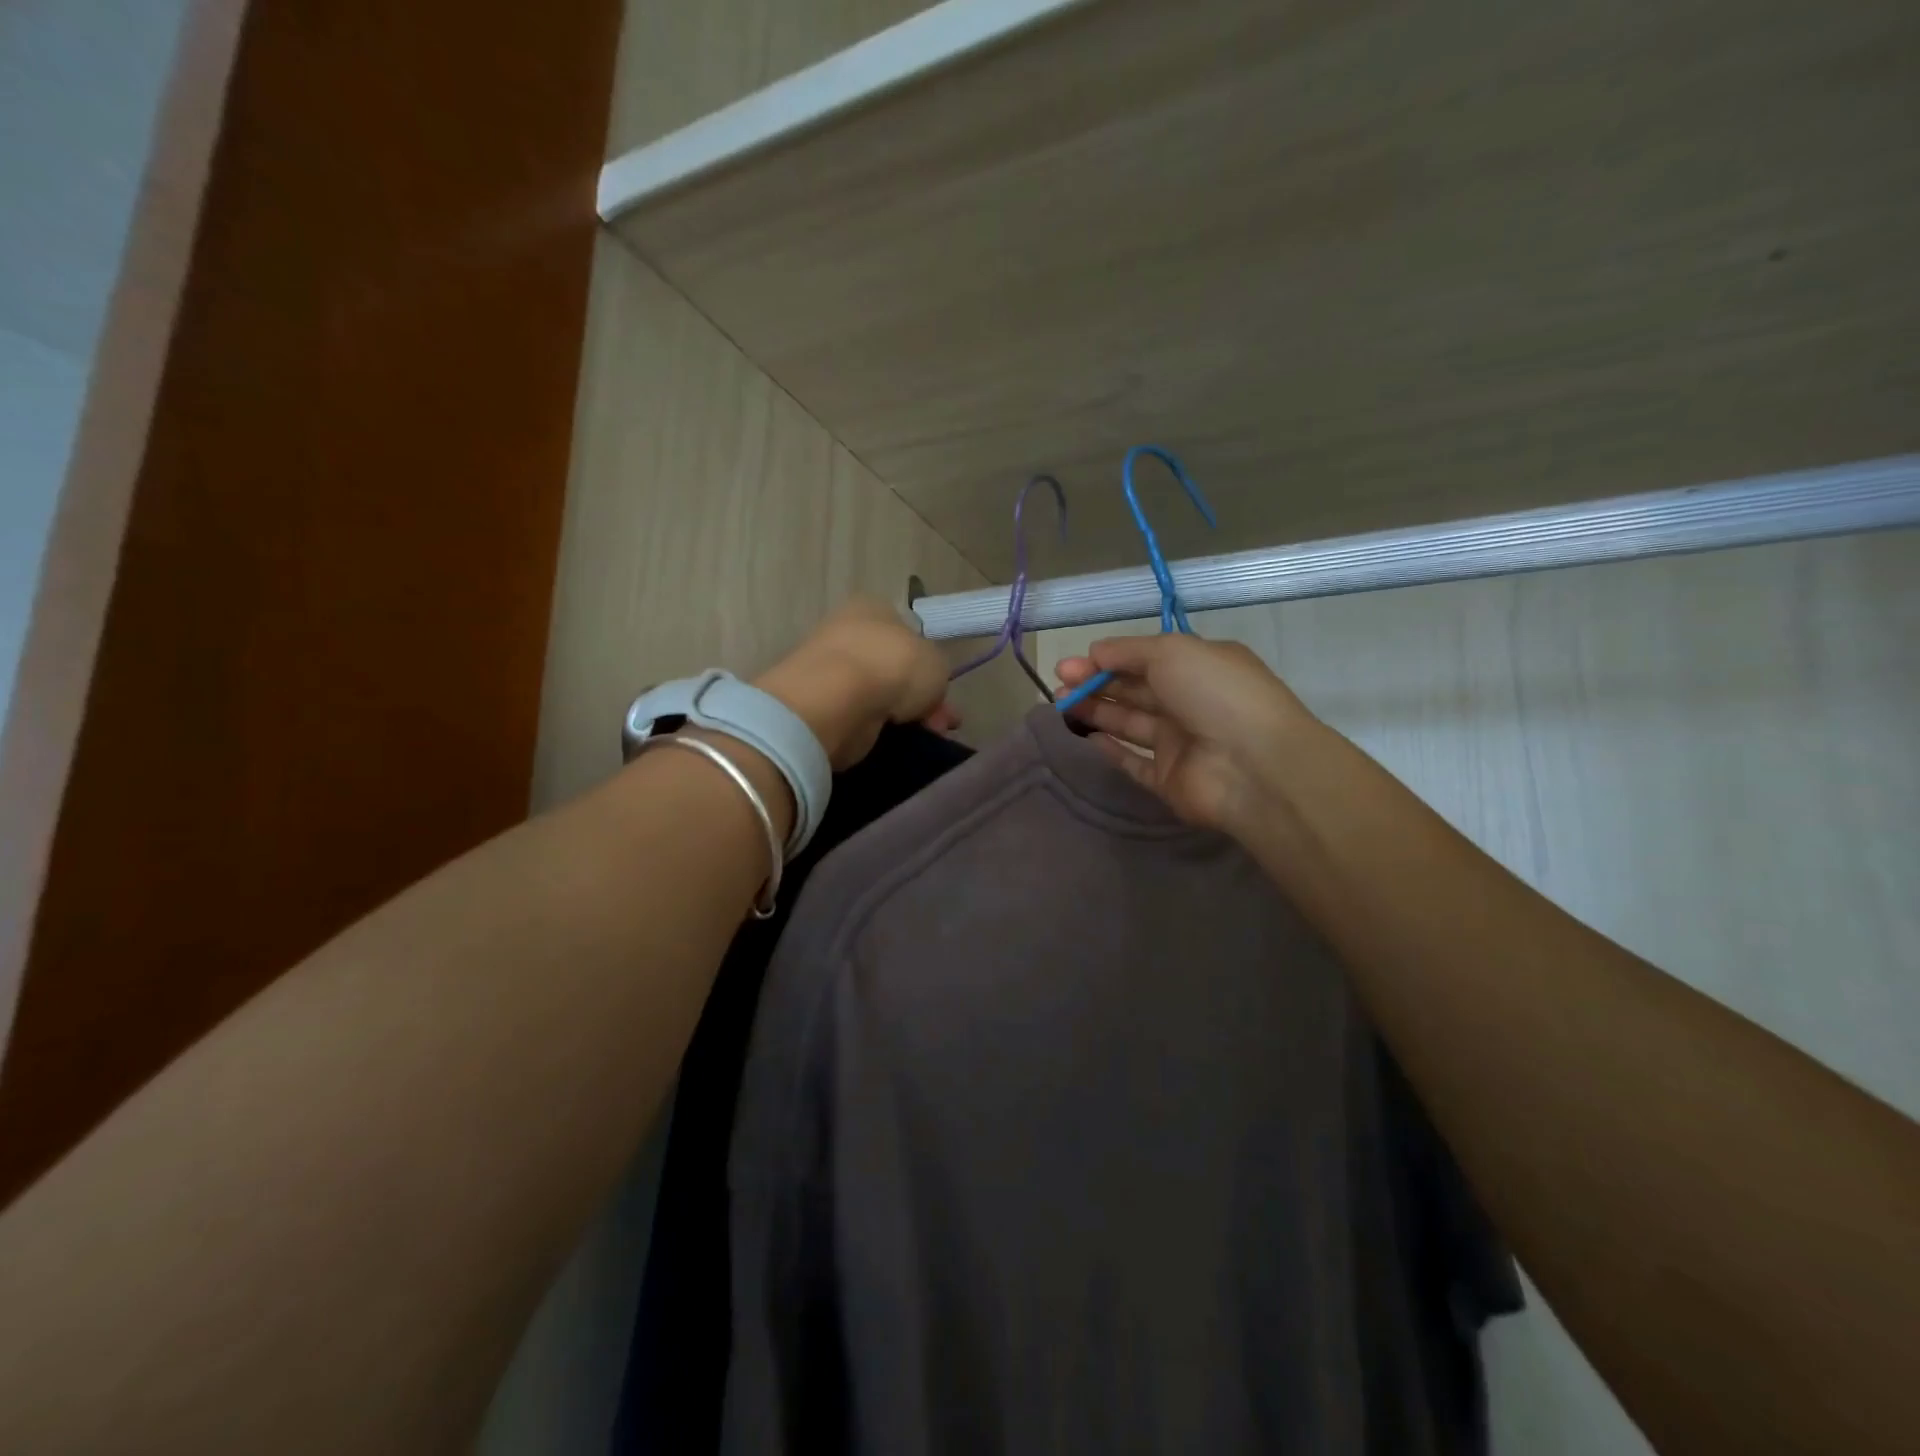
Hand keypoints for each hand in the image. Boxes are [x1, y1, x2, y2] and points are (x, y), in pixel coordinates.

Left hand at [756, 598, 954, 768]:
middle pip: (895, 669)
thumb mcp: (937, 662)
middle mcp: (848, 633)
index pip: (907, 634)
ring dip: (903, 716)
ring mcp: (829, 670)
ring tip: (924, 737)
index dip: (929, 665)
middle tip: (941, 723)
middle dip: (921, 698)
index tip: (944, 694)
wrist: (837, 702)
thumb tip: (925, 690)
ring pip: (879, 696)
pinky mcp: (818, 705)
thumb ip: (935, 672)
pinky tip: (895, 741)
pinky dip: (877, 729)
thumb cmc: (893, 666)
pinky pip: (859, 717)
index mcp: (873, 608)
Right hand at [1055, 635, 1313, 834]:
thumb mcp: (1172, 651)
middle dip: (1095, 684)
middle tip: (1058, 685)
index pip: (1145, 659)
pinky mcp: (1168, 780)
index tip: (1072, 664)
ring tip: (1060, 705)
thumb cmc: (1215, 694)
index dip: (1107, 660)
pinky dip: (1111, 751)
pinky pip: (1134, 764)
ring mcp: (1180, 744)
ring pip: (1130, 724)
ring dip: (1097, 712)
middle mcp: (1189, 703)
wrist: (1253, 766)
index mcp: (1199, 667)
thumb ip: (1128, 651)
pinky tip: (1087, 739)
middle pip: (1134, 690)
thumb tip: (1095, 652)